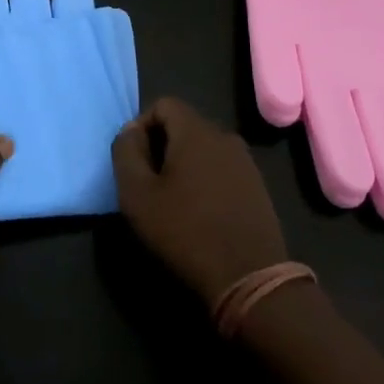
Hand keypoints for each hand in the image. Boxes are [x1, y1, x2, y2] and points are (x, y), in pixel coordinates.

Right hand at [112, 97, 289, 306]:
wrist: (250, 278)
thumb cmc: (185, 231)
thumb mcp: (137, 194)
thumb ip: (126, 153)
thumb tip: (130, 131)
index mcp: (196, 131)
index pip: (163, 104)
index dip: (142, 125)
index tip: (134, 160)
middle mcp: (224, 137)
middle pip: (184, 126)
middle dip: (161, 146)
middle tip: (149, 182)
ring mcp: (246, 162)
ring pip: (204, 149)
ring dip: (184, 165)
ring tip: (173, 200)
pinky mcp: (258, 188)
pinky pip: (222, 169)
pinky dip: (206, 180)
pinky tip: (200, 213)